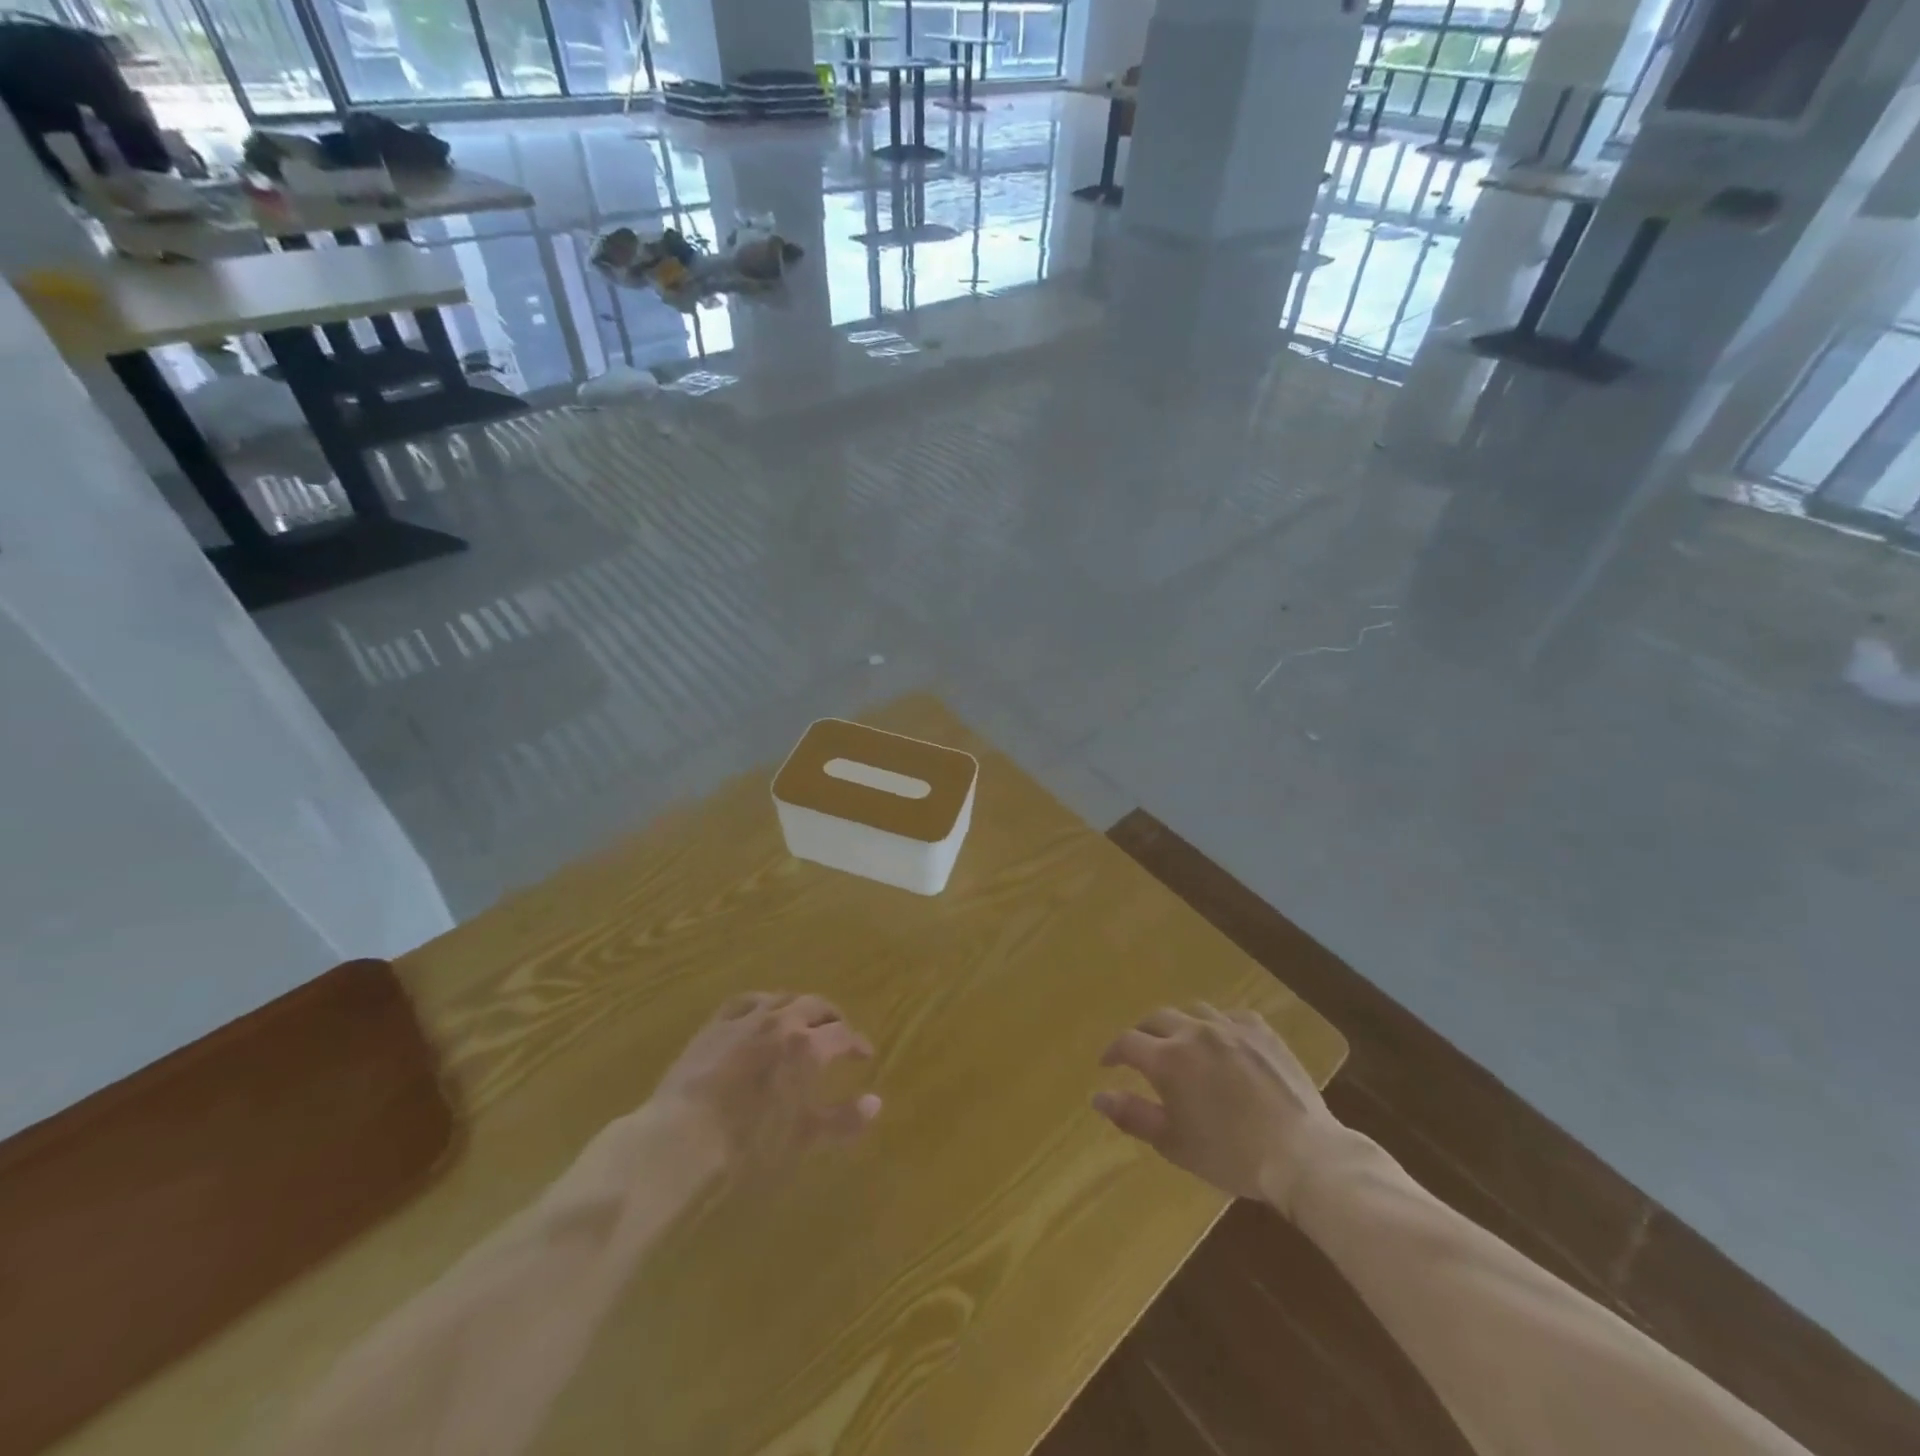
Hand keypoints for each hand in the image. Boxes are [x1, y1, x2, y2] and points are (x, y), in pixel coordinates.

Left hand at [649, 993, 881, 1173]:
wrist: (679, 1142)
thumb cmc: (748, 1147)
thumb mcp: (803, 1138)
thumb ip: (843, 1120)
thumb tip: (876, 1103)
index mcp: (807, 1047)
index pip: (843, 1035)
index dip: (857, 1043)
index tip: (864, 1054)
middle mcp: (780, 1022)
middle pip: (815, 1005)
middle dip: (831, 1017)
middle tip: (838, 1032)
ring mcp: (744, 1020)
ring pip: (781, 998)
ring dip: (797, 1006)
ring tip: (801, 1021)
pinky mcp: (713, 1026)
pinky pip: (744, 1002)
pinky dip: (760, 1004)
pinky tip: (759, 1014)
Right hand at [1093, 1005, 1345, 1214]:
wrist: (1302, 1154)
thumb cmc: (1230, 1155)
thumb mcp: (1173, 1143)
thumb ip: (1132, 1115)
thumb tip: (1098, 1096)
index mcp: (1168, 1059)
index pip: (1127, 1043)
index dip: (1113, 1052)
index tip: (1108, 1064)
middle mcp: (1194, 1032)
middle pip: (1157, 1019)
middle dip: (1143, 1033)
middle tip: (1141, 1053)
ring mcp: (1230, 1027)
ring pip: (1193, 1011)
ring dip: (1179, 1024)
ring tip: (1181, 1043)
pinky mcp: (1262, 1031)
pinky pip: (1231, 1017)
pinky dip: (1218, 1026)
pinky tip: (1223, 1043)